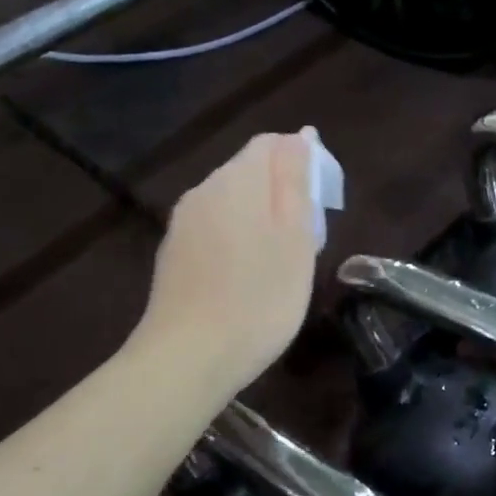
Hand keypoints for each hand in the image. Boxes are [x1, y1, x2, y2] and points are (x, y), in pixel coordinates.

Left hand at [134, 131, 318, 387]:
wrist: (188, 358)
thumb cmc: (259, 298)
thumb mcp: (296, 237)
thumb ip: (296, 181)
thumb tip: (300, 136)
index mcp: (236, 180)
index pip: (272, 144)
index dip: (304, 163)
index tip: (323, 205)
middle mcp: (202, 191)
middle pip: (249, 173)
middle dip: (281, 195)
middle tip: (306, 241)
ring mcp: (181, 225)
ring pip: (230, 205)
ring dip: (259, 221)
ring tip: (279, 265)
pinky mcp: (171, 256)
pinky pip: (212, 232)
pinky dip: (235, 243)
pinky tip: (244, 281)